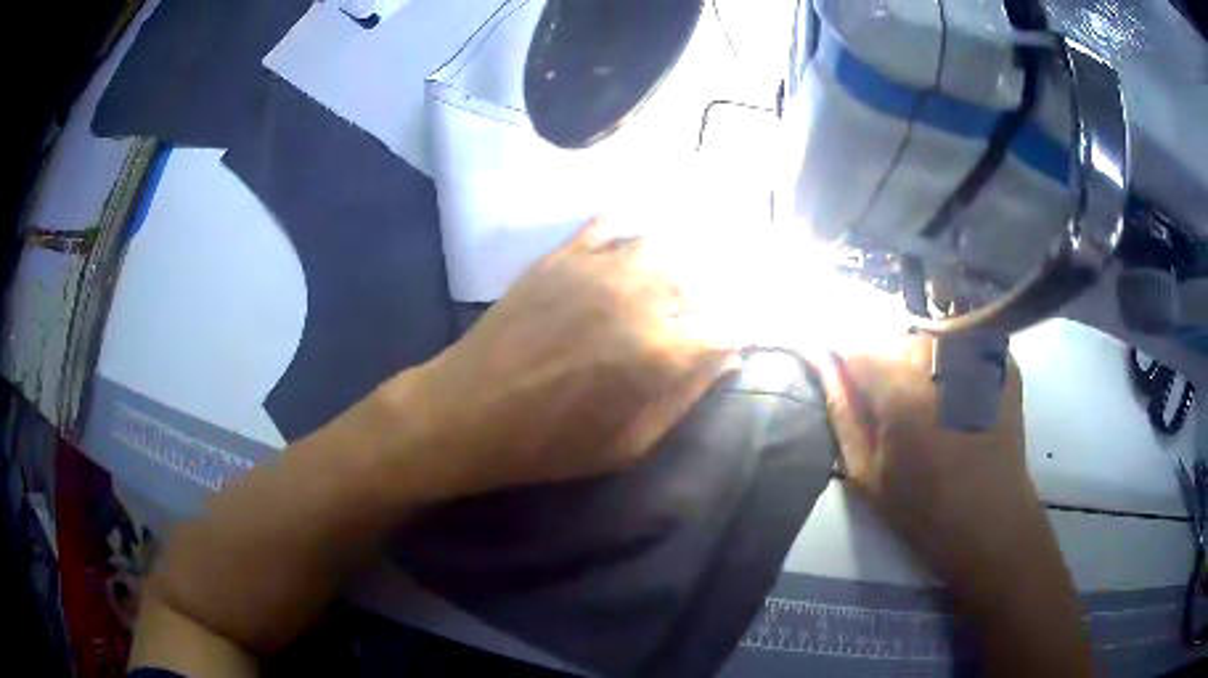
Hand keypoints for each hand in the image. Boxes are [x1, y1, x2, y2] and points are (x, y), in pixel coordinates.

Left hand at [386, 218, 735, 500]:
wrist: (468, 411)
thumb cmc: (550, 444)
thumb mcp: (629, 444)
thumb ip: (684, 397)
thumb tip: (727, 359)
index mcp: (660, 352)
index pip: (726, 328)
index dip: (733, 336)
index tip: (728, 346)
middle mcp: (638, 297)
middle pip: (700, 278)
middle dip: (707, 299)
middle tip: (697, 318)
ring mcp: (598, 268)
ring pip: (661, 244)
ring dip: (675, 263)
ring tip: (668, 285)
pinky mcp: (562, 255)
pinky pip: (609, 225)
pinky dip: (629, 231)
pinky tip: (631, 245)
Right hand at [820, 333, 1034, 581]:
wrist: (991, 520)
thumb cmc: (923, 509)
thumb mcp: (868, 474)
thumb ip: (843, 414)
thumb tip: (823, 366)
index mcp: (903, 392)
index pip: (857, 351)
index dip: (849, 371)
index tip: (852, 392)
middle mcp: (942, 360)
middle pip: (897, 339)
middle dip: (888, 366)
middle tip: (897, 409)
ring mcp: (977, 355)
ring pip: (931, 338)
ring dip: (921, 363)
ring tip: (931, 404)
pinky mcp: (1001, 361)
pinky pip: (964, 344)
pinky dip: (953, 362)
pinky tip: (959, 397)